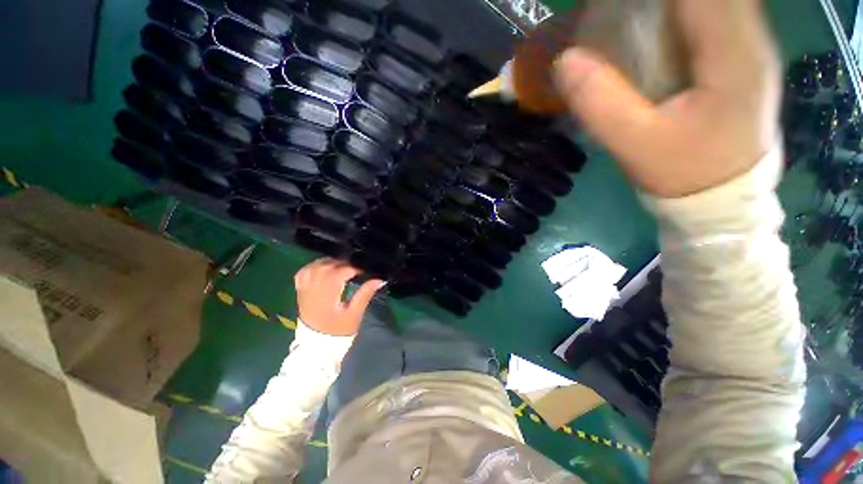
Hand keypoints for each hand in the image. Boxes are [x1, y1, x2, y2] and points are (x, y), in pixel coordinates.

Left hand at [294, 258, 385, 335]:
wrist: (316, 346)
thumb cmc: (338, 331)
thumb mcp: (355, 314)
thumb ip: (365, 294)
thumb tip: (379, 279)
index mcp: (327, 293)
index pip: (341, 272)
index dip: (355, 268)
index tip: (365, 271)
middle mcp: (313, 288)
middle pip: (328, 265)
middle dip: (343, 264)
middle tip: (356, 269)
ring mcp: (304, 289)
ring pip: (315, 266)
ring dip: (330, 262)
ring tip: (342, 267)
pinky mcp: (300, 291)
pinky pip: (304, 272)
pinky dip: (314, 266)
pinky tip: (324, 268)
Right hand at [554, 0, 780, 197]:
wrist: (723, 199)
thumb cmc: (683, 174)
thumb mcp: (635, 144)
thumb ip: (600, 102)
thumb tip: (565, 60)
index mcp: (732, 52)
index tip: (610, 6)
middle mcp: (750, 35)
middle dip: (654, 2)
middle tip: (616, 12)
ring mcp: (749, 44)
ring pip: (709, 0)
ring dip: (667, 5)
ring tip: (631, 17)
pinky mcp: (740, 56)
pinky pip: (711, 14)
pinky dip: (679, 12)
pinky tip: (656, 26)